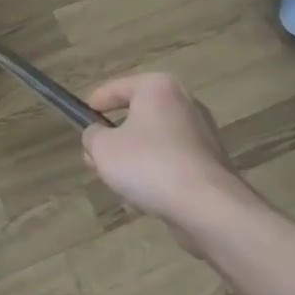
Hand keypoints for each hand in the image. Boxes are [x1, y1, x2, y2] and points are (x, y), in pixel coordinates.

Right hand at [83, 73, 257, 236]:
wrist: (209, 207)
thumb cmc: (149, 164)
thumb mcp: (103, 149)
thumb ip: (91, 136)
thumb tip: (96, 135)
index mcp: (157, 87)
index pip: (116, 88)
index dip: (95, 104)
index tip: (82, 118)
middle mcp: (184, 102)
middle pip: (137, 116)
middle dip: (115, 138)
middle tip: (95, 158)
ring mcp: (202, 133)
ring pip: (154, 141)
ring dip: (135, 159)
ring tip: (119, 183)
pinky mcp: (212, 162)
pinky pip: (173, 162)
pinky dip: (157, 174)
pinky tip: (146, 198)